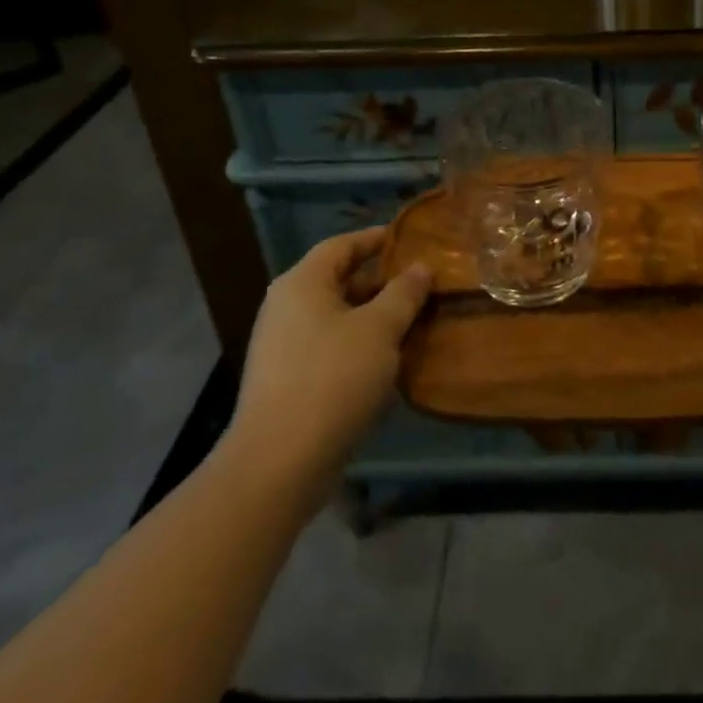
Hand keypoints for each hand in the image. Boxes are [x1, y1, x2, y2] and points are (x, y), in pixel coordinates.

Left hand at [225, 228, 430, 490]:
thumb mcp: (379, 329)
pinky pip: (332, 349)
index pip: (342, 245)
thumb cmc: (332, 378)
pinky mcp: (289, 382)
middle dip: (382, 283)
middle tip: (423, 285)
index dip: (376, 239)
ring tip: (416, 321)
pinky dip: (361, 347)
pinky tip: (392, 361)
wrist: (279, 463)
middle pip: (340, 281)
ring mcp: (284, 347)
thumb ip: (403, 293)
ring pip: (339, 319)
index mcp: (302, 284)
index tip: (410, 239)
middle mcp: (287, 308)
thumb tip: (421, 267)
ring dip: (375, 318)